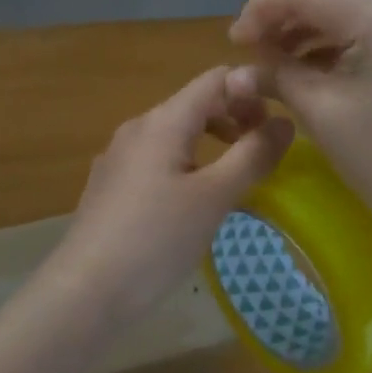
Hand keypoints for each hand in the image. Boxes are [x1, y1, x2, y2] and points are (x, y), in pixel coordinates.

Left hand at [49, 67, 294, 320]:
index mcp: (163, 121)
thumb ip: (253, 155)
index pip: (215, 79)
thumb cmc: (156, 239)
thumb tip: (286, 121)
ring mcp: (119, 157)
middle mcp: (137, 128)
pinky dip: (186, 165)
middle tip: (263, 153)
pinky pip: (157, 160)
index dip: (251, 91)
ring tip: (235, 177)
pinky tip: (193, 203)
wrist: (84, 293)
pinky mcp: (111, 186)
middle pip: (195, 104)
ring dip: (212, 144)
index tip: (277, 126)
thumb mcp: (215, 197)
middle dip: (234, 118)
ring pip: (176, 133)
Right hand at [226, 0, 371, 234]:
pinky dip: (321, 38)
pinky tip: (298, 64)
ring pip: (338, 3)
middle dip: (280, 10)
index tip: (233, 41)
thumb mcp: (321, 112)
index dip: (264, 9)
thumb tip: (236, 70)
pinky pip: (353, 25)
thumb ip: (277, 76)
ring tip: (268, 56)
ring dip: (299, 23)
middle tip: (248, 44)